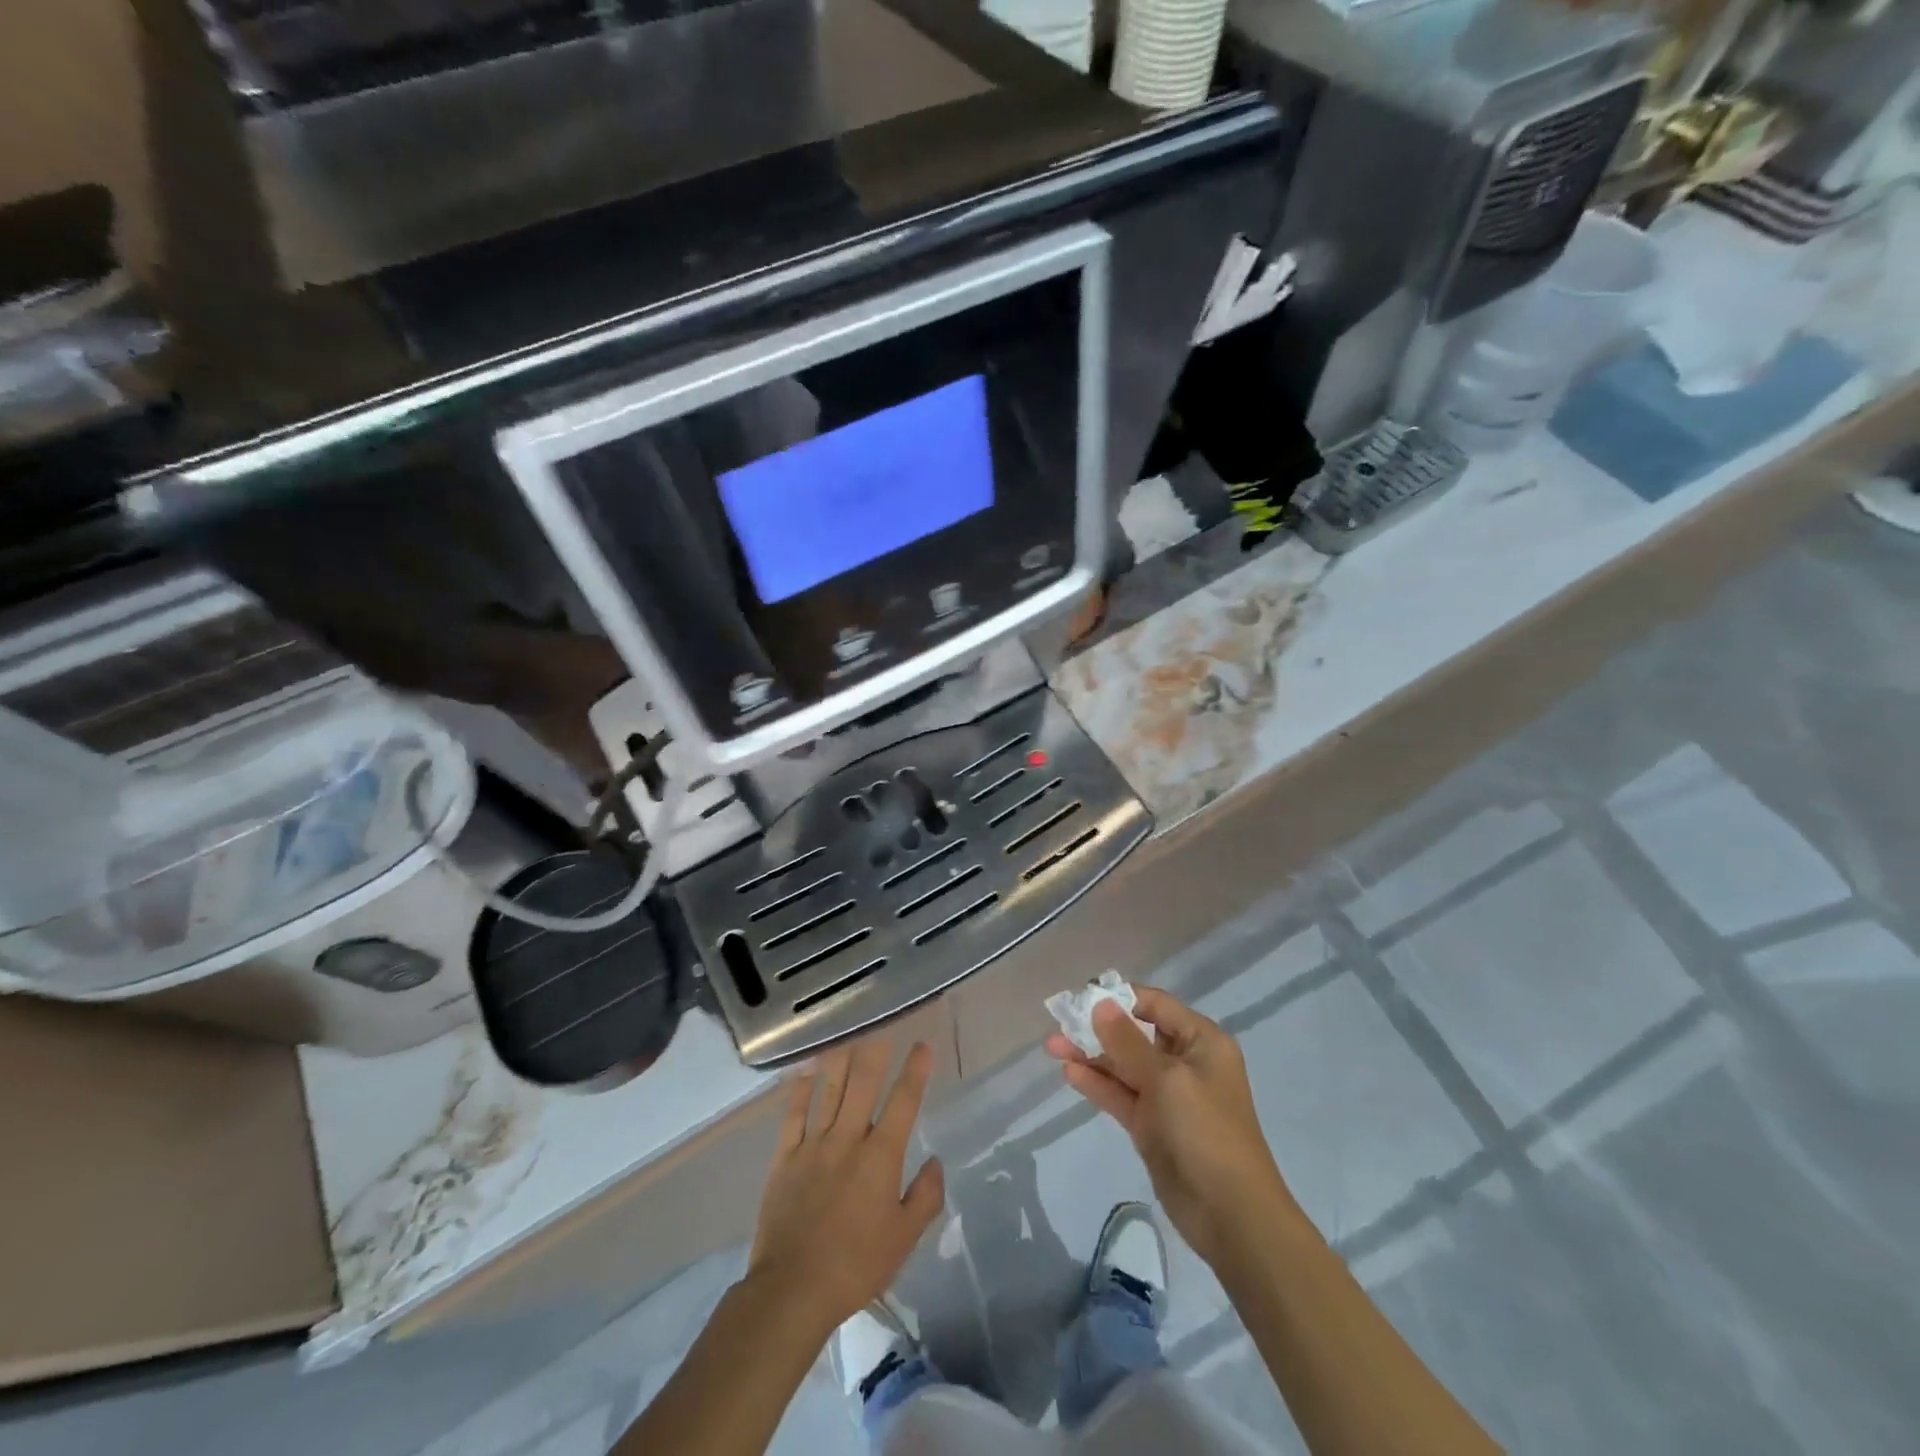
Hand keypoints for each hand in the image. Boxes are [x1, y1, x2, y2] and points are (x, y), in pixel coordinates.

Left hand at [747, 1038, 945, 1339]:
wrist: (793, 1289)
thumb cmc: (856, 1266)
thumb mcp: (904, 1239)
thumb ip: (925, 1196)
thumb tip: (935, 1161)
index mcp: (881, 1157)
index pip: (903, 1102)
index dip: (915, 1071)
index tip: (923, 1047)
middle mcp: (848, 1139)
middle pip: (863, 1084)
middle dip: (875, 1054)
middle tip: (882, 1032)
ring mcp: (813, 1145)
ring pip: (829, 1091)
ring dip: (840, 1061)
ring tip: (848, 1038)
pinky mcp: (784, 1158)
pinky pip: (793, 1115)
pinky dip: (801, 1090)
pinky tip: (807, 1072)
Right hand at [1047, 987, 1295, 1267]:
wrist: (1231, 1215)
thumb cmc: (1205, 1132)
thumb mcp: (1167, 1079)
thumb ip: (1128, 1041)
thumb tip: (1100, 1004)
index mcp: (1202, 1041)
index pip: (1155, 1005)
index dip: (1119, 997)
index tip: (1082, 996)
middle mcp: (1185, 1062)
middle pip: (1135, 1033)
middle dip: (1097, 1027)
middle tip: (1059, 1022)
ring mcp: (1167, 1095)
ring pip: (1123, 1065)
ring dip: (1090, 1054)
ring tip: (1051, 1046)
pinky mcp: (1151, 1125)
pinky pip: (1120, 1094)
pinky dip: (1096, 1083)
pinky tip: (1069, 1072)